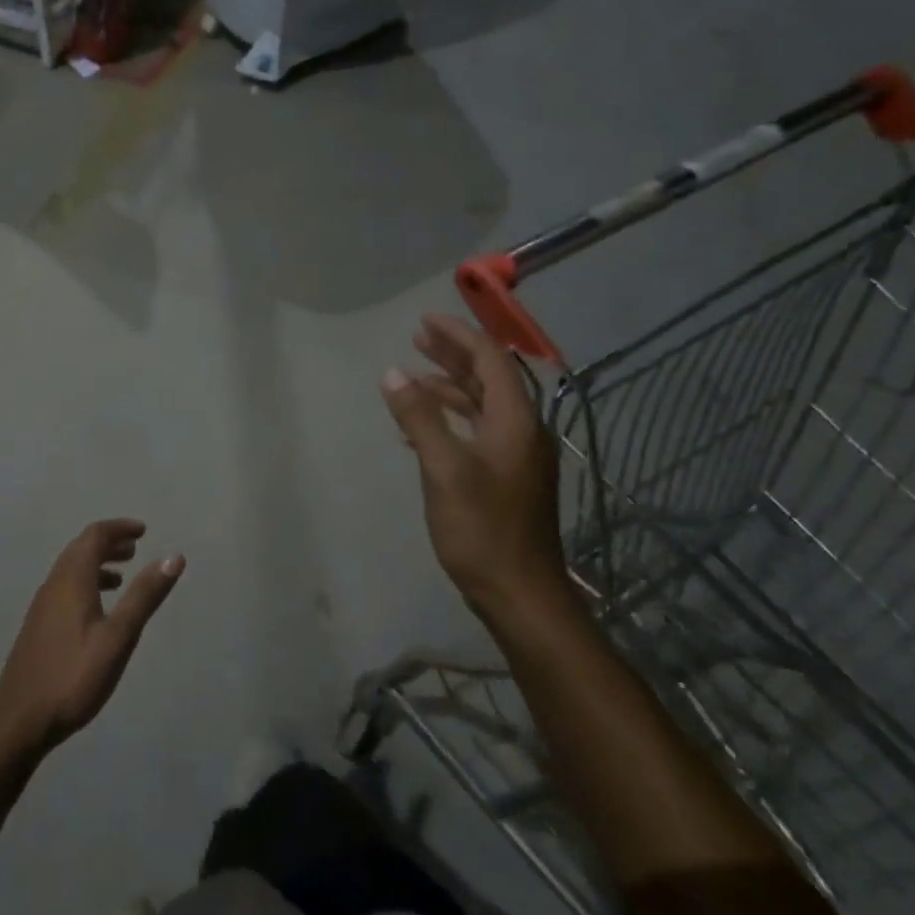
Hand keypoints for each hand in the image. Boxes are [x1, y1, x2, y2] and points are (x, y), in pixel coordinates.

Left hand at [0, 519, 184, 755]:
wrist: (19, 720)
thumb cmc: (74, 676)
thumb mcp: (118, 637)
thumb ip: (144, 596)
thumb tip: (174, 557)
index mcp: (72, 580)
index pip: (94, 536)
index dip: (118, 528)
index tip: (143, 531)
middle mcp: (54, 584)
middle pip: (80, 549)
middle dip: (108, 543)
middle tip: (135, 549)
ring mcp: (42, 606)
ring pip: (71, 570)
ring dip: (96, 564)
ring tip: (121, 577)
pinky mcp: (38, 626)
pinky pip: (65, 588)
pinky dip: (85, 583)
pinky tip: (97, 611)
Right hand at [381, 314, 569, 617]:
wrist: (521, 593)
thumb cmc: (482, 528)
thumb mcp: (444, 469)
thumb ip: (419, 417)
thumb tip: (392, 373)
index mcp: (514, 421)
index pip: (490, 360)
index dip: (458, 336)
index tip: (425, 320)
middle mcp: (521, 431)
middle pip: (488, 379)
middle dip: (453, 355)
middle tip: (417, 338)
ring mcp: (515, 457)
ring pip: (482, 406)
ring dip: (449, 387)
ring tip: (412, 379)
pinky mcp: (505, 479)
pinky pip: (477, 432)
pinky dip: (449, 420)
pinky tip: (419, 430)